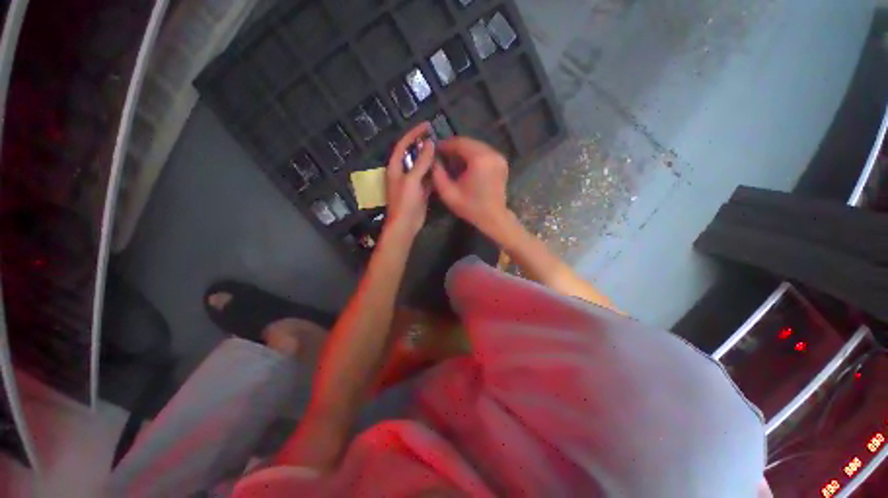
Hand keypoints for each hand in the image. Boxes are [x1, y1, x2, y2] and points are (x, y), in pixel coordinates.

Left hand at [384, 122, 435, 241]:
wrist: (406, 224)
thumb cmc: (405, 202)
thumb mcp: (412, 180)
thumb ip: (421, 162)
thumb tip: (430, 144)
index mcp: (396, 167)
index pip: (403, 145)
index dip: (414, 134)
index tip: (427, 126)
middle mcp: (403, 172)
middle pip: (413, 154)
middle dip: (423, 144)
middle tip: (437, 136)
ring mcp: (412, 182)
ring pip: (421, 166)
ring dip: (430, 158)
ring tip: (442, 149)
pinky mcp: (420, 191)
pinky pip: (427, 177)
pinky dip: (434, 172)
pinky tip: (443, 167)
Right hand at [432, 137, 511, 235]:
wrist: (493, 218)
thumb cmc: (470, 207)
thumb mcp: (448, 193)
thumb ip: (437, 174)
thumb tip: (433, 160)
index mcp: (479, 159)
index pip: (459, 143)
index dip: (445, 145)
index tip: (435, 150)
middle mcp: (492, 153)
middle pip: (469, 142)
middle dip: (454, 147)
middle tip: (442, 155)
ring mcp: (499, 157)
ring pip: (477, 146)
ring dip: (464, 151)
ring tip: (452, 160)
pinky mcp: (502, 162)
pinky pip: (484, 152)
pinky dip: (473, 155)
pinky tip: (466, 165)